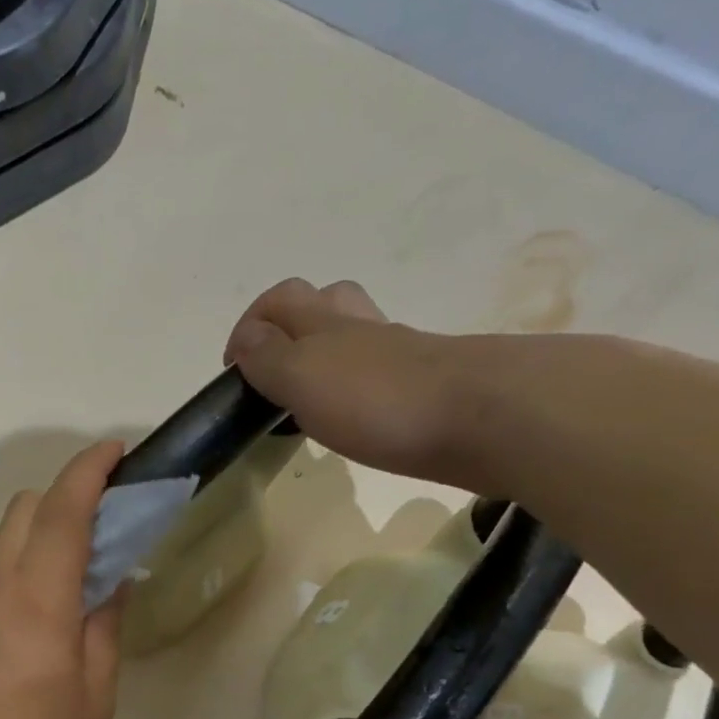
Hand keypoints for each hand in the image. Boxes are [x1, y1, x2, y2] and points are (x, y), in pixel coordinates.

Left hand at [0, 442, 126, 718]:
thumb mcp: (96, 691)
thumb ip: (106, 624)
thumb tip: (113, 581)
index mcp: (38, 596)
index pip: (63, 509)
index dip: (90, 470)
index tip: (118, 451)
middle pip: (28, 505)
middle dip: (69, 493)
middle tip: (110, 520)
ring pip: (8, 531)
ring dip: (46, 524)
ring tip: (83, 559)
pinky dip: (28, 553)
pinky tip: (51, 593)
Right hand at [225, 278, 487, 488]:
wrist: (483, 417)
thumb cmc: (377, 398)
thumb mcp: (302, 376)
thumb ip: (267, 358)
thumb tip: (247, 340)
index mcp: (323, 323)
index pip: (280, 300)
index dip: (251, 325)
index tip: (236, 370)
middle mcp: (361, 329)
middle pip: (324, 302)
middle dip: (292, 326)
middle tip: (276, 371)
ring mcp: (399, 355)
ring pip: (355, 337)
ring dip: (327, 356)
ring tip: (310, 397)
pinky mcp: (427, 386)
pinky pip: (381, 375)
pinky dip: (359, 387)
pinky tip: (355, 418)